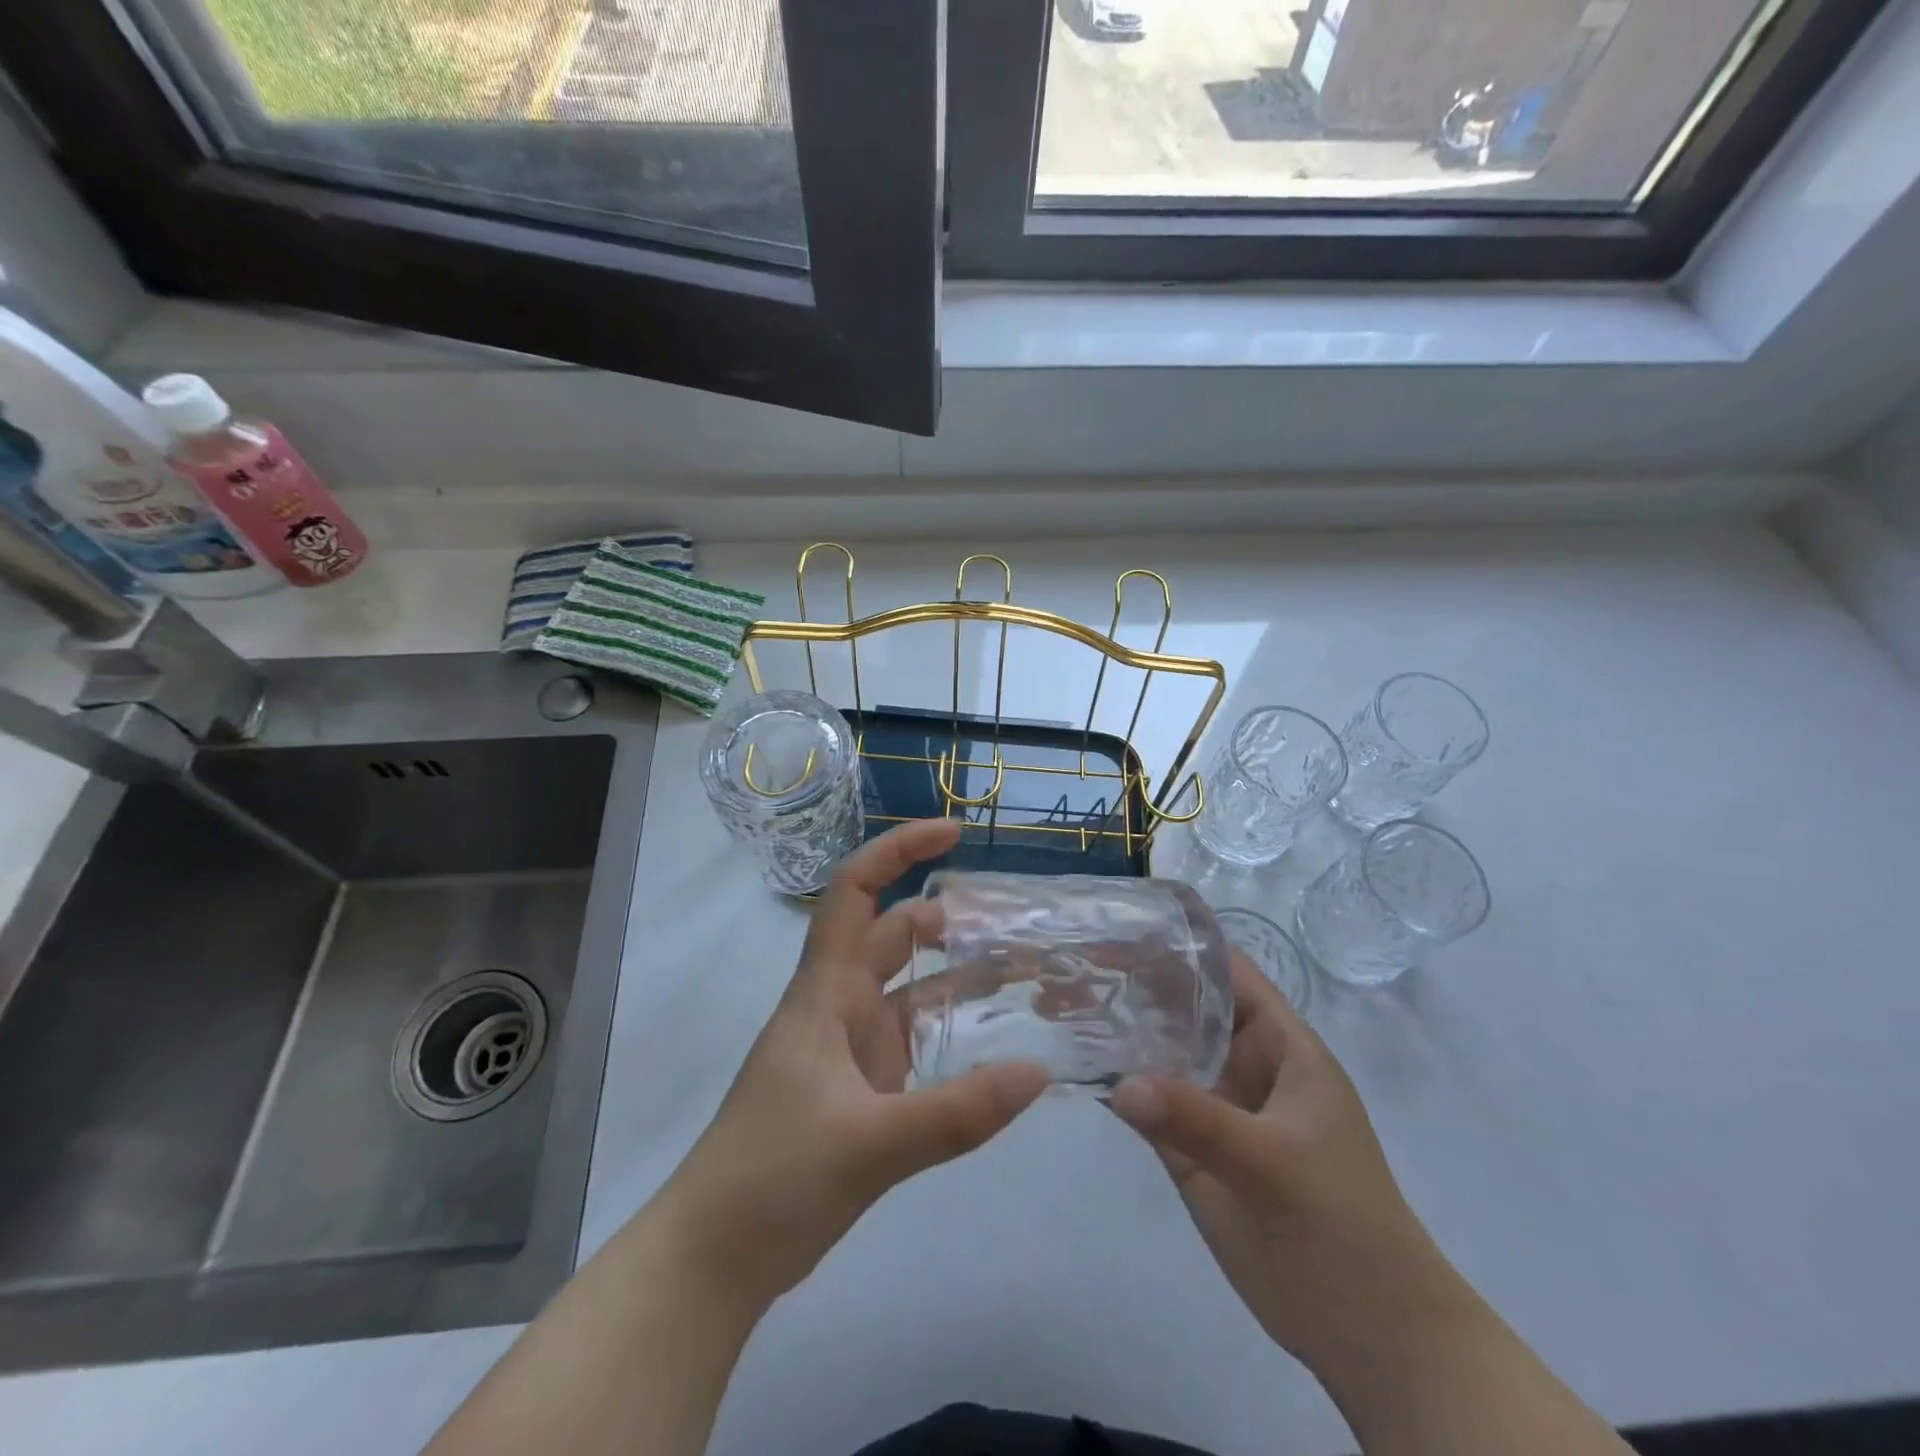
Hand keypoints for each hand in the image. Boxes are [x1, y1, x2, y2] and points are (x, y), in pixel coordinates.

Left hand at [660, 818, 1047, 1307]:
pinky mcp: (861, 1091)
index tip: (954, 833)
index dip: (898, 850)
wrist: (714, 1259)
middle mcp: (838, 1006)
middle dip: (948, 919)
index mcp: (825, 991)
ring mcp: (850, 1050)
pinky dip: (952, 1033)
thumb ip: (957, 1112)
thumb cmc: (773, 1177)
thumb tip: (1039, 1072)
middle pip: (894, 937)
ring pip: (910, 991)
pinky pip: (915, 1043)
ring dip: (958, 977)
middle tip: (1016, 919)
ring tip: (1024, 972)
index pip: (855, 892)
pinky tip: (996, 1045)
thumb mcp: (870, 1144)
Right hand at [1108, 952, 1475, 1373]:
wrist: (1370, 1336)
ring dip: (1119, 1030)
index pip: (1228, 973)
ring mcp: (1215, 1106)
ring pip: (1162, 1053)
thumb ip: (1199, 1121)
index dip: (1181, 944)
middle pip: (1185, 1006)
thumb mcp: (1275, 1165)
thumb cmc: (1341, 1227)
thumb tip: (1119, 1084)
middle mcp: (1243, 1064)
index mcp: (1280, 1046)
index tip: (1120, 924)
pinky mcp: (1191, 1149)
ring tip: (1059, 1000)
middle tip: (1070, 962)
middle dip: (1134, 983)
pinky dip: (1116, 1084)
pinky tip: (1074, 1061)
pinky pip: (1149, 1105)